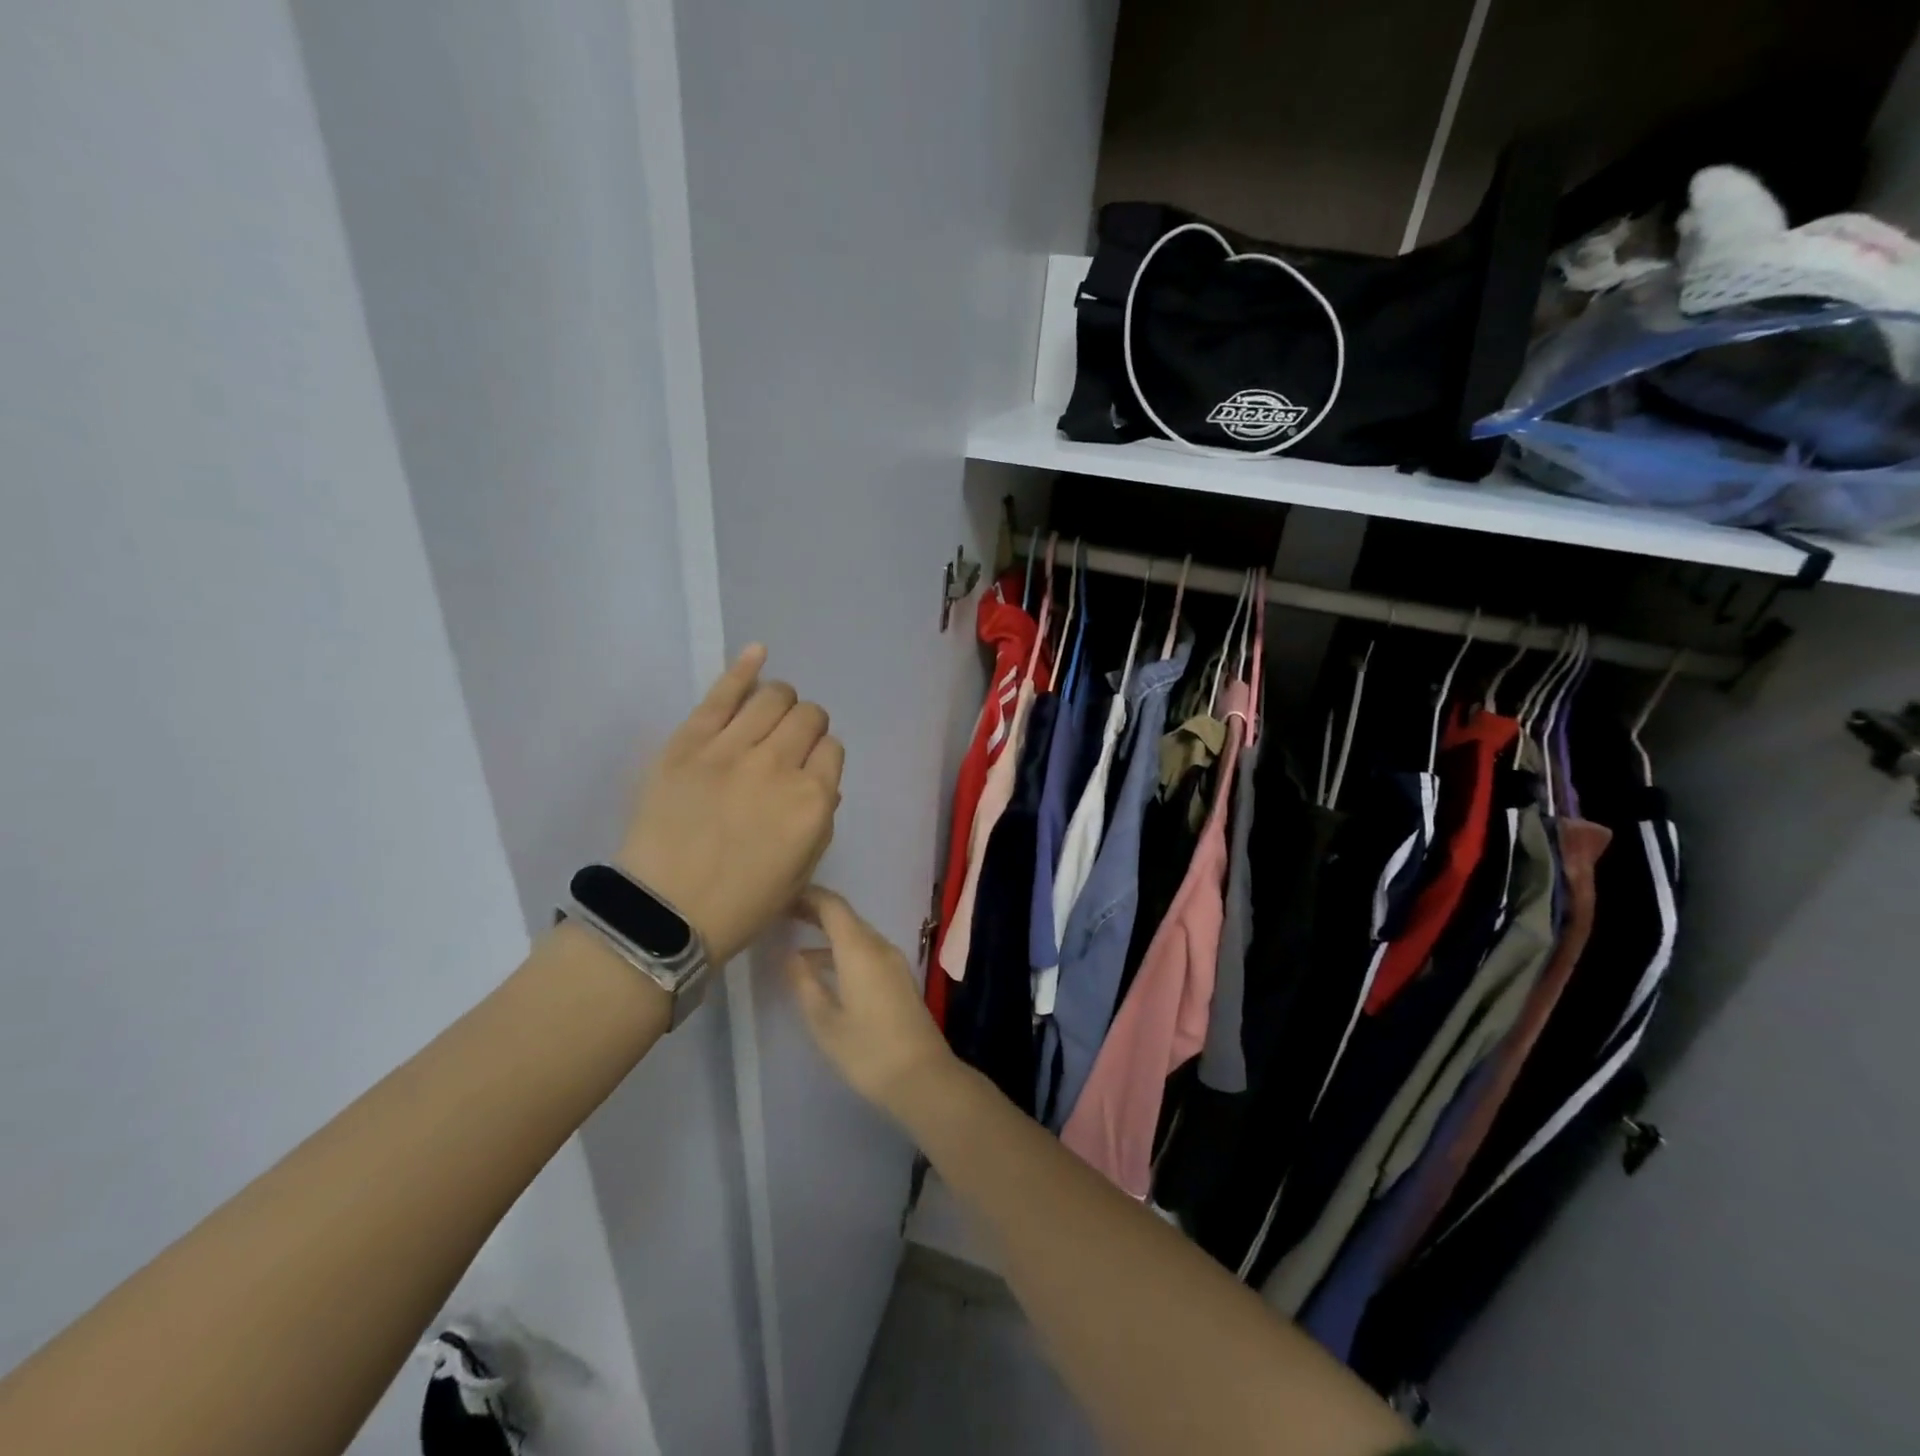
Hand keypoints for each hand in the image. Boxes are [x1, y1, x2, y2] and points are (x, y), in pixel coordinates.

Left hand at [619, 645, 842, 963]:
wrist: (664, 914)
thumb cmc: (741, 904)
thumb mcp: (802, 871)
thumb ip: (820, 819)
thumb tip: (820, 781)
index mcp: (813, 801)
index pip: (833, 749)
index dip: (822, 756)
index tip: (808, 770)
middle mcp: (779, 765)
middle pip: (808, 716)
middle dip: (806, 726)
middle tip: (788, 745)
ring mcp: (732, 749)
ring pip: (774, 696)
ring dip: (781, 701)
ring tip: (769, 715)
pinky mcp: (689, 742)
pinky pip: (722, 693)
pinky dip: (744, 667)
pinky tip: (758, 652)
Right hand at [783, 886, 957, 1114]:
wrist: (923, 1078)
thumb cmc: (868, 1051)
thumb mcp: (825, 1021)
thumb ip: (805, 983)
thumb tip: (790, 955)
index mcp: (860, 949)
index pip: (833, 906)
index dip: (807, 896)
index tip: (780, 896)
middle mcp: (879, 947)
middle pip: (846, 917)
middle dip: (815, 912)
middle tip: (781, 914)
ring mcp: (893, 962)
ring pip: (856, 935)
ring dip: (828, 935)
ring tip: (794, 944)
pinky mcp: (899, 978)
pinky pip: (866, 951)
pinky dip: (842, 951)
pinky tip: (823, 971)